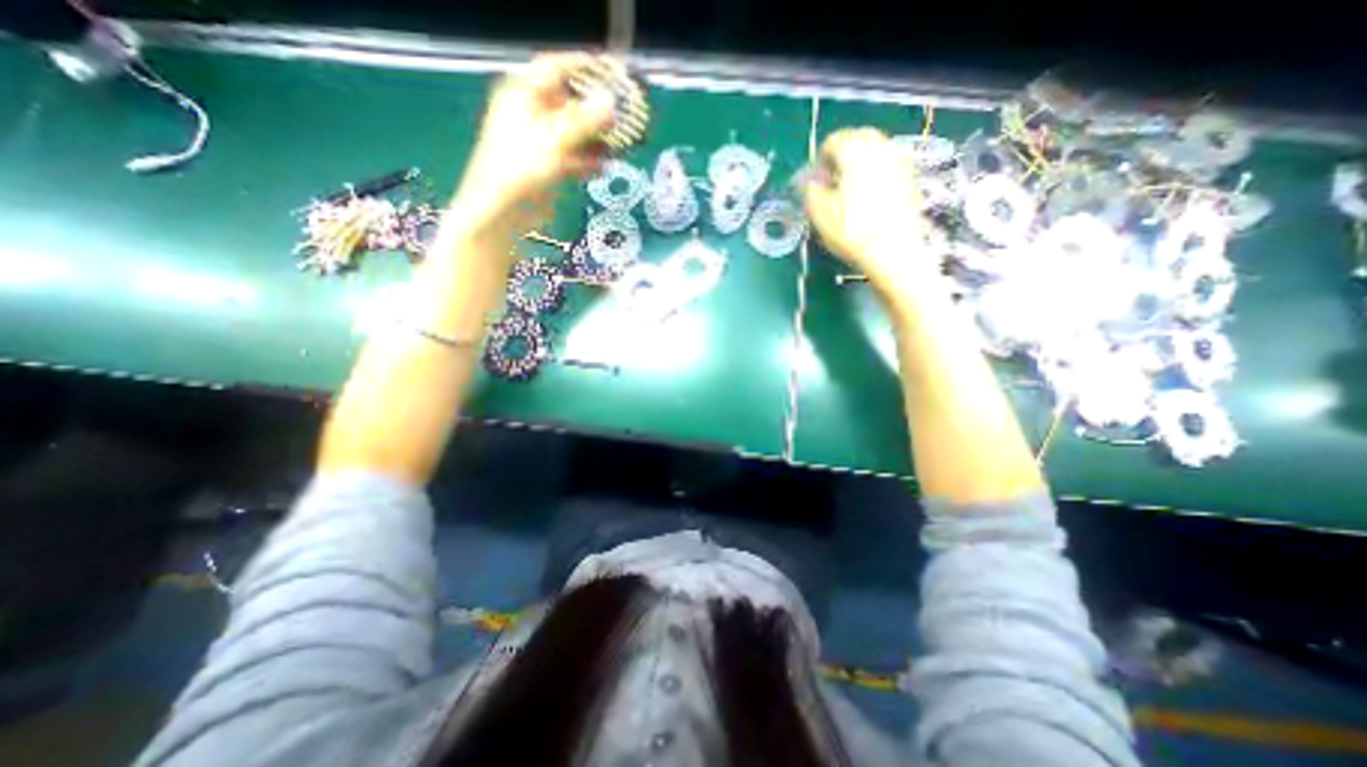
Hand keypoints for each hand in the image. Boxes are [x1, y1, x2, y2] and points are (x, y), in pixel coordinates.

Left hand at [446, 50, 618, 242]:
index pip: (557, 67)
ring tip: (622, 143)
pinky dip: (589, 160)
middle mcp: (533, 113)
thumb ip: (585, 121)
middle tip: (625, 114)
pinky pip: (574, 156)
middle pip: (571, 101)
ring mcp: (541, 141)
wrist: (502, 212)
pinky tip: (604, 166)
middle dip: (598, 108)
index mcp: (524, 93)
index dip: (586, 67)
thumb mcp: (554, 139)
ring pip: (576, 131)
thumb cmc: (521, 168)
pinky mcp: (548, 166)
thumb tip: (612, 102)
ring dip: (597, 137)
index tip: (615, 72)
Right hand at [804, 129, 940, 297]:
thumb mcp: (819, 213)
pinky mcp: (911, 178)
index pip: (833, 141)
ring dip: (859, 164)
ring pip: (875, 151)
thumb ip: (810, 190)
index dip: (819, 161)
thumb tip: (812, 181)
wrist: (894, 251)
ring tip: (849, 192)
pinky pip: (888, 166)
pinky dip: (875, 174)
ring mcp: (900, 161)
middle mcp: (880, 147)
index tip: (815, 182)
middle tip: (831, 183)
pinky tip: (868, 199)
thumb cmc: (851, 230)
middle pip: (857, 138)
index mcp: (855, 150)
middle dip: (842, 156)